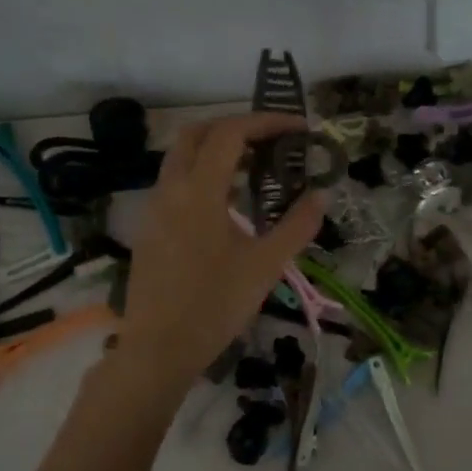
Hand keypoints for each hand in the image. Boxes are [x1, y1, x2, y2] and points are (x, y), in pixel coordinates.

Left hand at [112, 113, 325, 389]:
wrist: (159, 349)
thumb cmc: (215, 305)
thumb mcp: (266, 266)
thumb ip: (297, 225)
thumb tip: (321, 195)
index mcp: (198, 191)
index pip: (230, 133)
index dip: (266, 122)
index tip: (298, 129)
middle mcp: (170, 189)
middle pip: (197, 133)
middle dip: (236, 127)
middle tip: (271, 141)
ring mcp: (154, 209)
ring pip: (181, 158)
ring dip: (216, 151)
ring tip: (256, 170)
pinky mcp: (149, 229)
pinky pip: (175, 184)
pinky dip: (202, 175)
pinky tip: (227, 205)